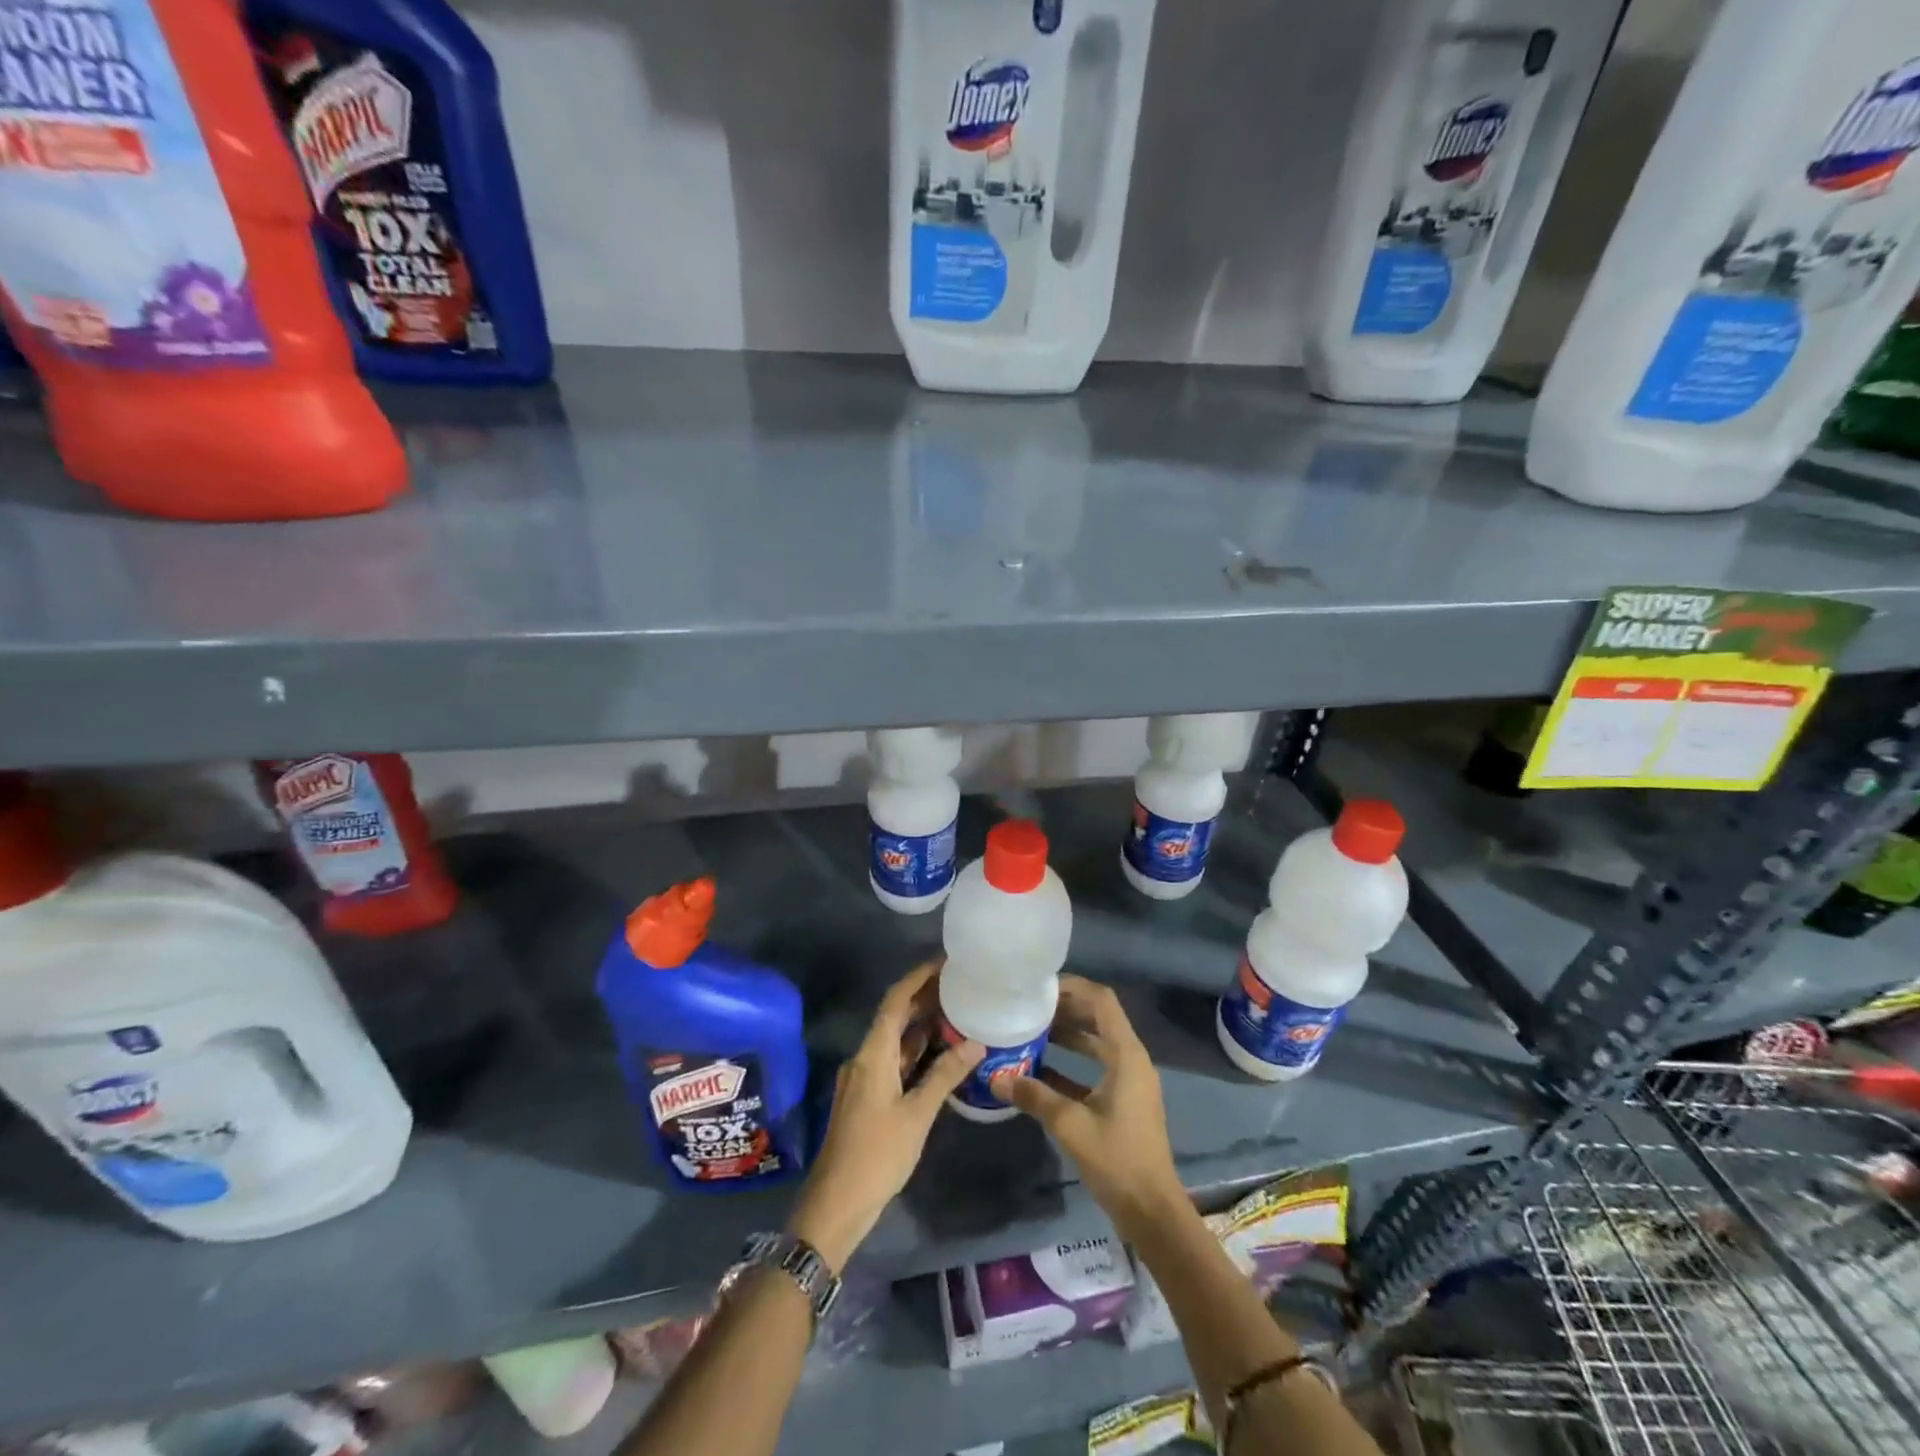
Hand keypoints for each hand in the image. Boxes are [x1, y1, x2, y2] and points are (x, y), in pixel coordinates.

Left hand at [787, 960, 981, 1271]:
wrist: (835, 1205)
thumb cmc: (876, 1156)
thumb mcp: (916, 1115)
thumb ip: (944, 1076)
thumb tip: (976, 1043)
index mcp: (872, 1054)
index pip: (895, 1001)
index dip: (918, 977)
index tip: (945, 962)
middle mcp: (864, 1057)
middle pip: (894, 1017)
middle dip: (924, 998)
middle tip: (960, 985)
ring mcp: (864, 1078)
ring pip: (894, 1041)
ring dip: (921, 1026)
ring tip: (957, 1013)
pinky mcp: (867, 1097)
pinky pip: (893, 1061)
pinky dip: (915, 1052)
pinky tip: (940, 1054)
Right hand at [997, 975, 1185, 1239]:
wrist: (1152, 1212)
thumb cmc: (1116, 1159)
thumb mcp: (1070, 1125)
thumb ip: (1034, 1096)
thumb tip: (996, 1079)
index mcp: (1126, 1055)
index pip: (1101, 1000)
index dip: (1072, 987)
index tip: (1039, 987)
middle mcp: (1131, 1059)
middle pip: (1098, 1017)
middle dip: (1064, 1009)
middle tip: (1029, 1006)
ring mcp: (1129, 1081)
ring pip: (1096, 1043)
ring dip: (1067, 1035)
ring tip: (1030, 1030)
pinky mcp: (1123, 1101)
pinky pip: (1096, 1068)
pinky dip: (1071, 1064)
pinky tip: (1039, 1071)